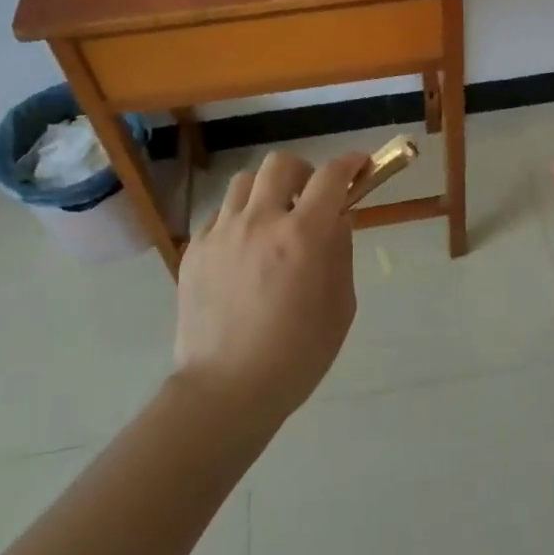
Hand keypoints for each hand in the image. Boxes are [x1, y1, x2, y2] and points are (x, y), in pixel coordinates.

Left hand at [175, 148, 368, 421]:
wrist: (225, 391)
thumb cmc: (296, 355)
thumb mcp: (340, 307)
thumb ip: (341, 252)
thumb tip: (337, 219)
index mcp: (302, 235)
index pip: (331, 176)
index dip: (350, 163)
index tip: (359, 166)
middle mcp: (260, 221)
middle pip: (281, 164)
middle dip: (304, 172)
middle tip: (310, 199)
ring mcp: (221, 233)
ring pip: (244, 182)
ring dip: (266, 192)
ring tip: (272, 222)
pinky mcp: (194, 250)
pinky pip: (220, 215)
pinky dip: (238, 220)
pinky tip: (243, 251)